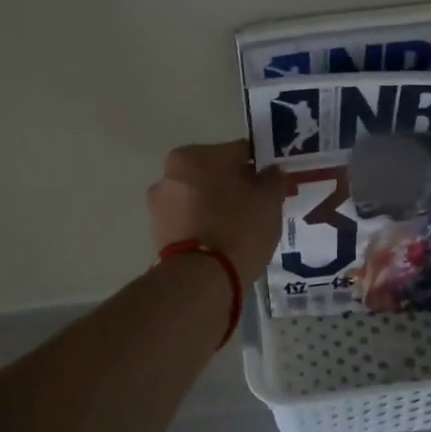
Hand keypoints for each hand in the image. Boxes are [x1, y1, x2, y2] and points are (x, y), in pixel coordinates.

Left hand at [147, 140, 288, 282]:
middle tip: (258, 207)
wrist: (201, 279)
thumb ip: (273, 179)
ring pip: (199, 198)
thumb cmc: (238, 228)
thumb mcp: (269, 200)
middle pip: (214, 174)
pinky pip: (189, 221)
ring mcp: (159, 204)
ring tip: (240, 230)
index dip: (260, 166)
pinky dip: (203, 226)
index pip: (237, 152)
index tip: (273, 184)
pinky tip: (222, 243)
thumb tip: (271, 172)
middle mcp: (170, 173)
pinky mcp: (157, 233)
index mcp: (194, 155)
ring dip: (217, 206)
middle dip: (235, 186)